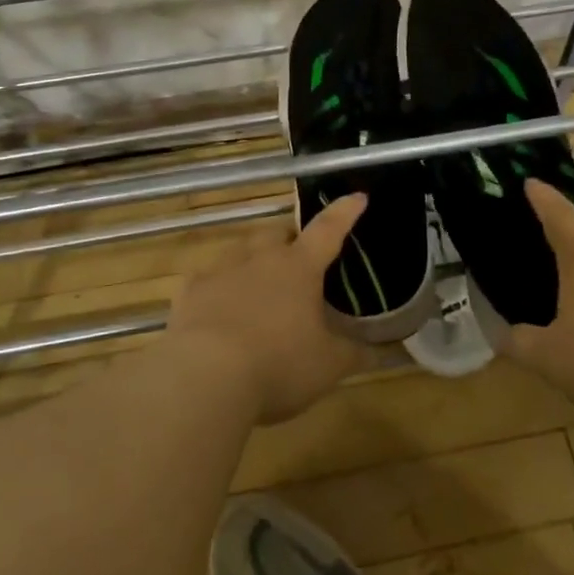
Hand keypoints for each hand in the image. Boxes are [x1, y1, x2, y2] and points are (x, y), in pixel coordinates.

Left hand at [165, 194, 371, 423]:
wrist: (206, 377)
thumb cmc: (279, 365)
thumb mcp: (328, 366)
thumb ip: (355, 353)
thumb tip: (382, 349)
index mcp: (300, 268)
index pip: (328, 229)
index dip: (344, 212)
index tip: (357, 197)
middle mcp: (261, 258)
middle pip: (278, 233)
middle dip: (290, 239)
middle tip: (298, 260)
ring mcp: (222, 270)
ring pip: (242, 250)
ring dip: (254, 260)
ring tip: (260, 285)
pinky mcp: (191, 290)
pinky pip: (210, 278)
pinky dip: (220, 287)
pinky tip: (221, 309)